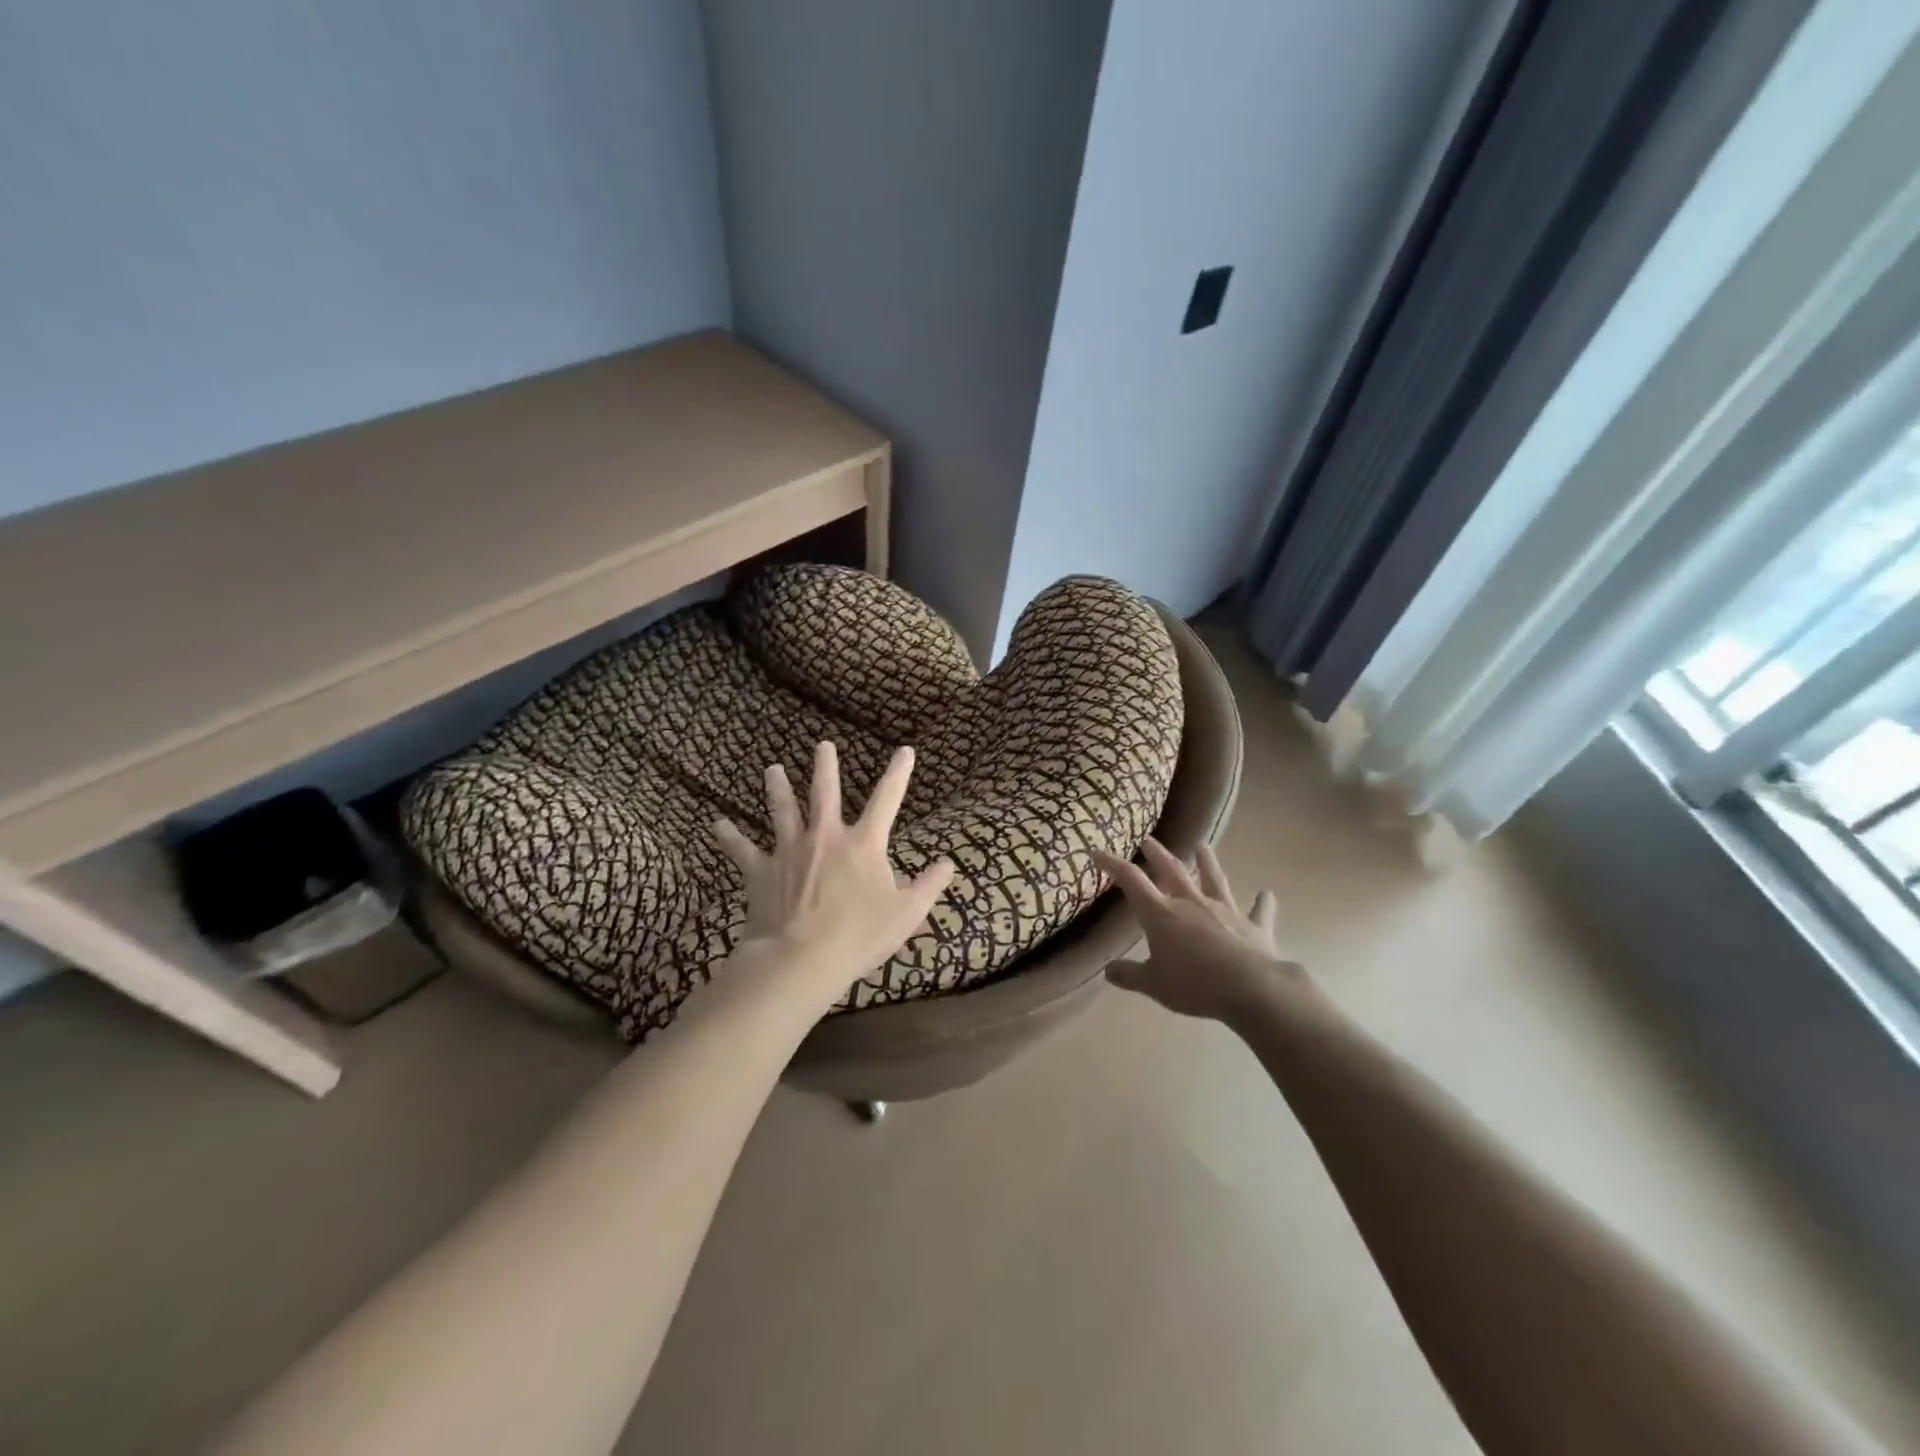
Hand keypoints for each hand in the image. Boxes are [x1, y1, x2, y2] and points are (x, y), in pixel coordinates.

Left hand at [713, 741, 953, 1003]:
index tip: (904, 750)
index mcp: (863, 844)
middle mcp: (825, 837)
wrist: (801, 959)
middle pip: (825, 793)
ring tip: (772, 769)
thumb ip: (928, 886)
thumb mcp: (906, 914)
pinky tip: (717, 824)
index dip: (898, 774)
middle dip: (826, 767)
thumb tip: (949, 863)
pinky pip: (741, 849)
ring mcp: (789, 851)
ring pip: (782, 810)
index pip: (886, 800)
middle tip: (823, 745)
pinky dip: (729, 836)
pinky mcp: (760, 871)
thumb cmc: (859, 936)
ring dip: (778, 788)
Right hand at [1094, 838, 1303, 1023]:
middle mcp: (1192, 903)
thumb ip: (1129, 975)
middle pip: (1172, 870)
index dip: (1113, 864)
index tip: (1098, 852)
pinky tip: (1266, 894)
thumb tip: (1107, 971)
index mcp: (1162, 914)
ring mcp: (1225, 910)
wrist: (1252, 988)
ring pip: (1214, 879)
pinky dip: (1262, 902)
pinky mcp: (1254, 925)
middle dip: (1157, 853)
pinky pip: (1259, 910)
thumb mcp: (1154, 985)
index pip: (1131, 880)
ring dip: (1208, 862)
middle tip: (1148, 839)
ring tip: (1204, 846)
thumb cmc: (1195, 984)